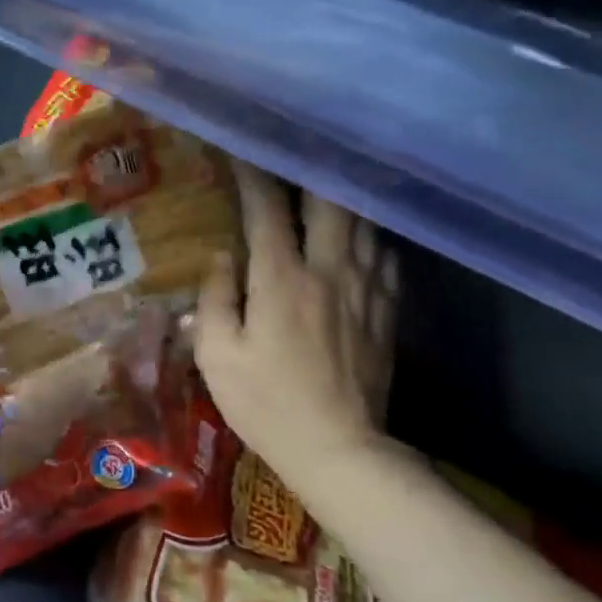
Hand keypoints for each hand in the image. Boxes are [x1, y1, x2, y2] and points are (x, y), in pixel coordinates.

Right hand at [195, 164, 397, 481]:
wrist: (339, 450)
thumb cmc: (265, 403)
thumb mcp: (217, 355)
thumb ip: (216, 298)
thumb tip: (221, 256)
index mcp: (281, 281)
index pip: (266, 212)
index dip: (252, 176)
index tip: (240, 151)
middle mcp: (328, 273)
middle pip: (329, 203)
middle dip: (310, 171)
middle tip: (295, 153)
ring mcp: (364, 291)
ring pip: (363, 223)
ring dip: (343, 197)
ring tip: (328, 181)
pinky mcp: (385, 312)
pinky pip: (384, 257)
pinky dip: (369, 235)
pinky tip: (360, 234)